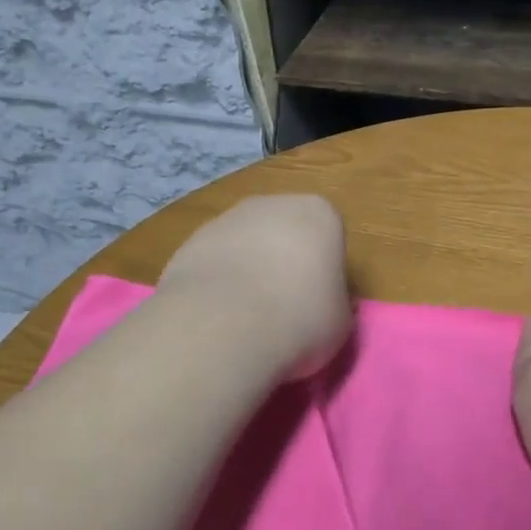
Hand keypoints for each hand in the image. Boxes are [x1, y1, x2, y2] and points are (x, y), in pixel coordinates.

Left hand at [158, 194, 350, 379]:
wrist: (223, 326)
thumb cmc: (299, 319)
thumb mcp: (339, 321)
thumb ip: (333, 301)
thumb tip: (319, 305)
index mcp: (319, 214)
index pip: (329, 237)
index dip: (325, 272)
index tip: (318, 302)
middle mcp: (273, 204)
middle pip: (285, 232)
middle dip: (284, 262)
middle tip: (284, 308)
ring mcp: (227, 218)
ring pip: (247, 244)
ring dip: (248, 271)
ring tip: (247, 318)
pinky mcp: (191, 240)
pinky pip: (216, 261)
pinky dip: (218, 282)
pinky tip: (217, 314)